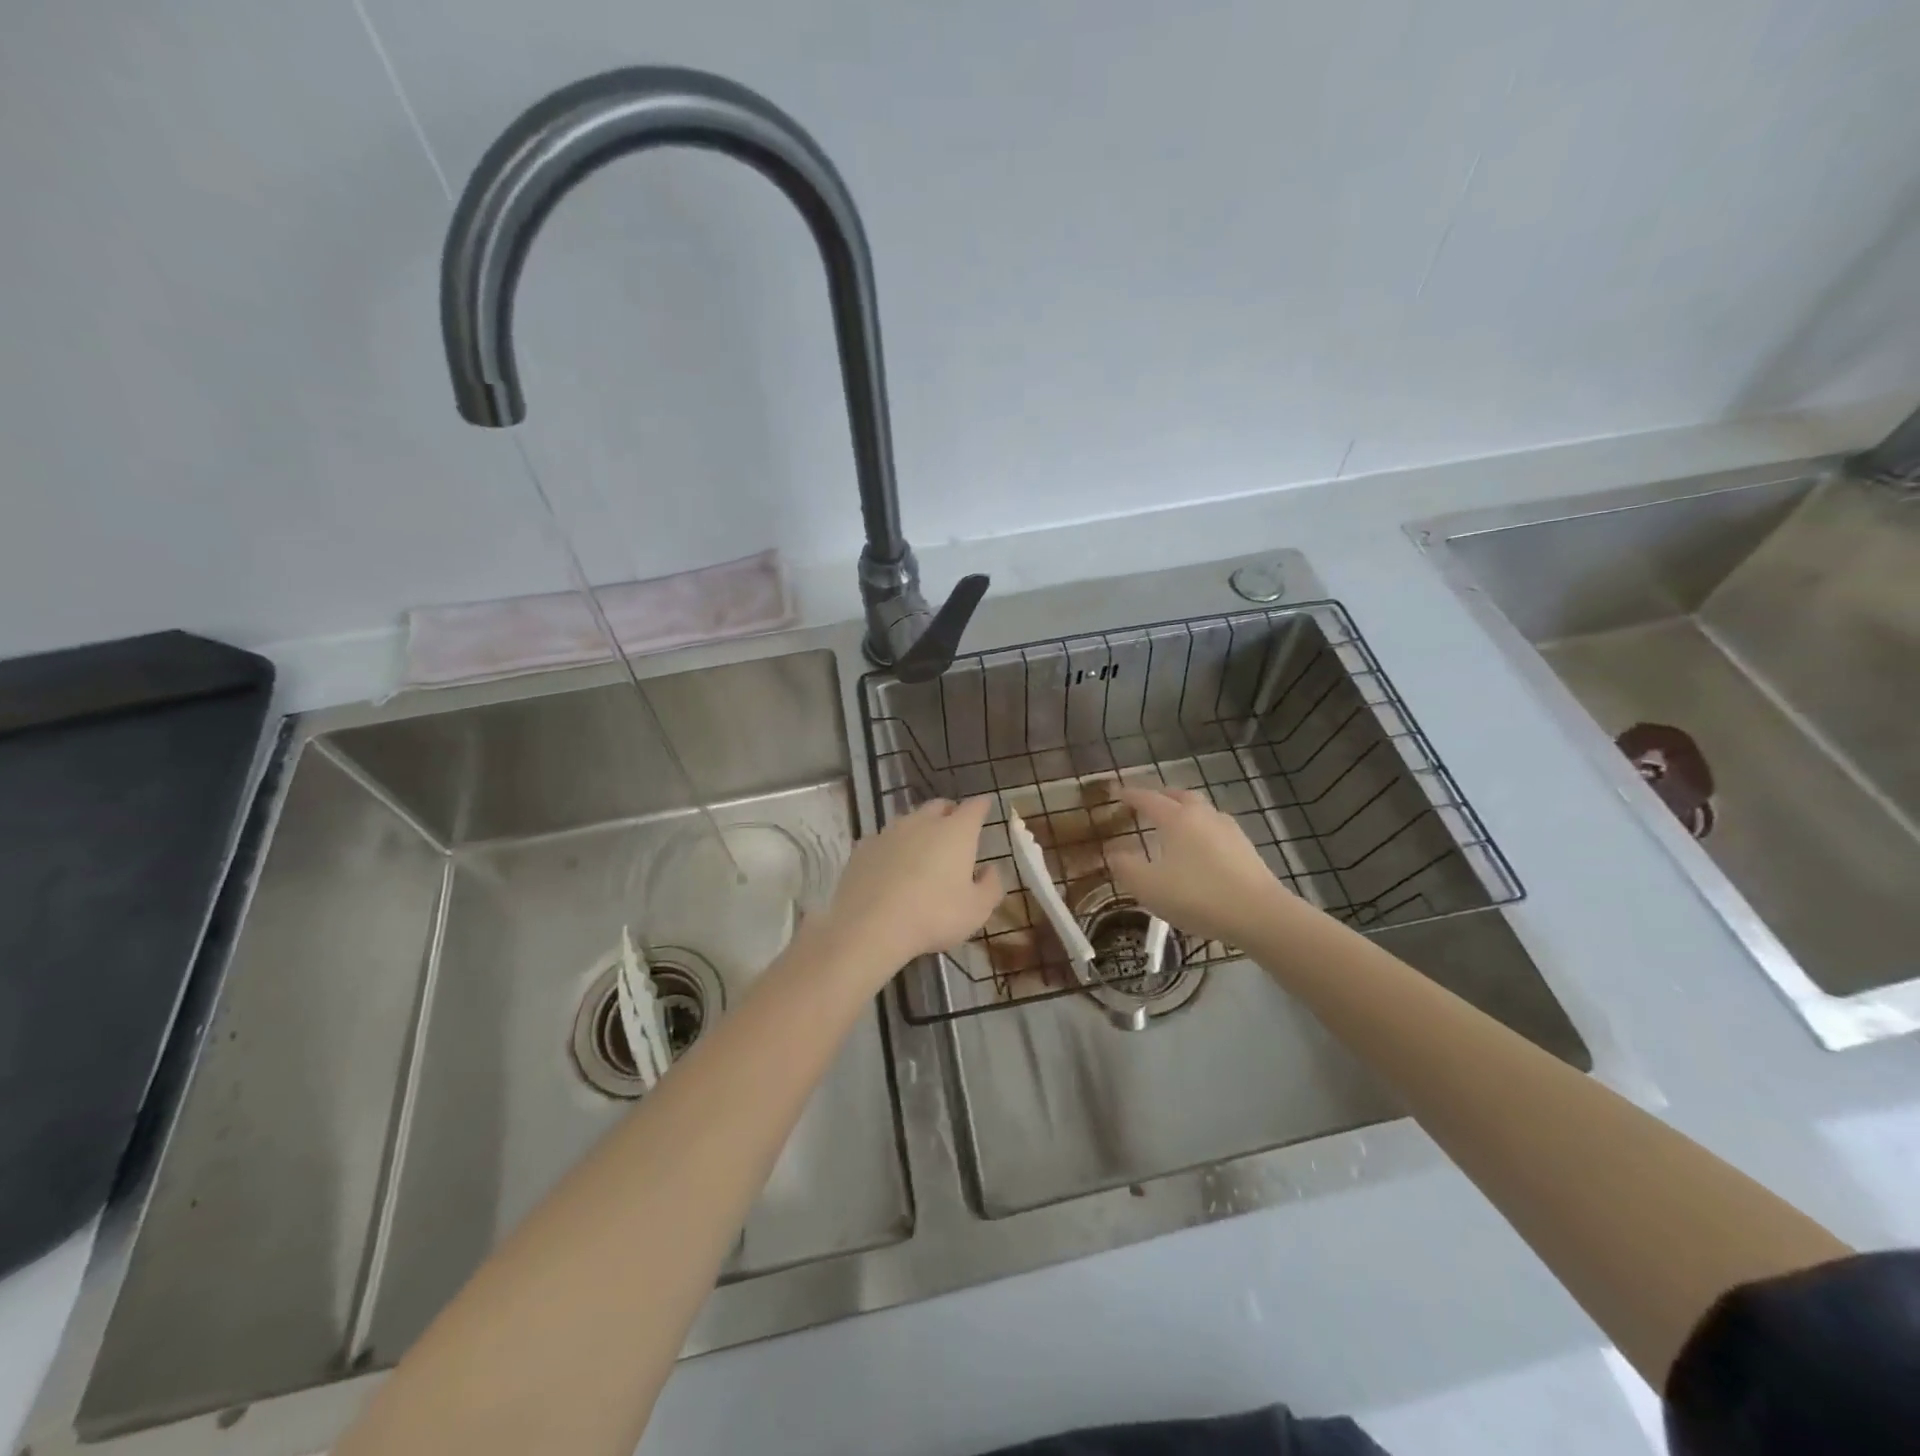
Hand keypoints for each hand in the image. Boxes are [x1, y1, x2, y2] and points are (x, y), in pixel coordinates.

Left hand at [811, 798, 1004, 978]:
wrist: (871, 926)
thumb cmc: (934, 916)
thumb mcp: (977, 910)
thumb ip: (991, 885)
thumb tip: (990, 869)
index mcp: (956, 831)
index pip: (974, 807)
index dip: (982, 806)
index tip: (985, 806)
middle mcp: (923, 822)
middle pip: (939, 806)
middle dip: (950, 812)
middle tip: (955, 828)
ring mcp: (889, 832)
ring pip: (909, 820)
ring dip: (919, 829)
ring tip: (922, 849)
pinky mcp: (863, 848)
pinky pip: (883, 839)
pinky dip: (892, 847)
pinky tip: (891, 865)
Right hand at [1107, 785, 1291, 945]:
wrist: (1259, 915)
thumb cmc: (1197, 896)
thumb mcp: (1148, 887)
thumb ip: (1125, 867)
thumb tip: (1112, 851)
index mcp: (1177, 818)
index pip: (1148, 798)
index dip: (1130, 794)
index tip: (1117, 792)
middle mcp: (1203, 816)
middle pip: (1179, 796)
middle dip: (1160, 796)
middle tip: (1146, 803)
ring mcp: (1229, 830)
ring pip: (1201, 811)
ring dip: (1184, 811)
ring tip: (1172, 825)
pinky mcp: (1246, 849)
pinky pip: (1215, 829)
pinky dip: (1201, 830)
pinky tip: (1199, 849)